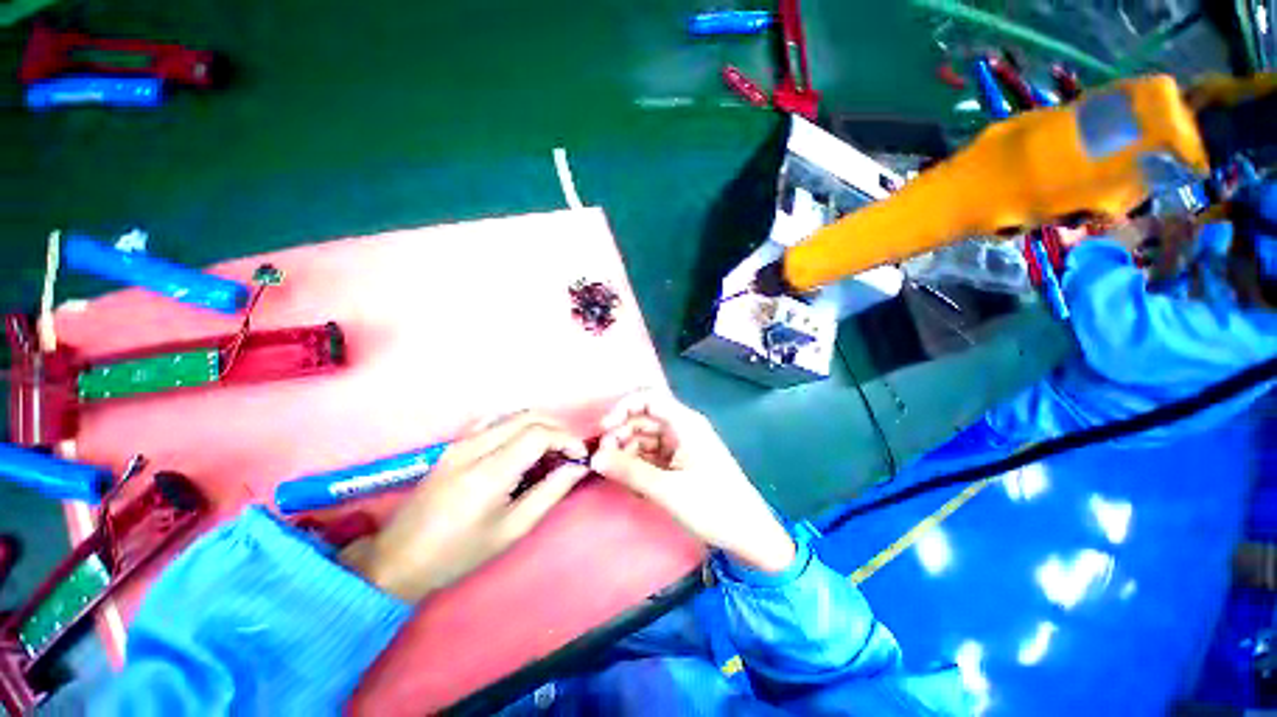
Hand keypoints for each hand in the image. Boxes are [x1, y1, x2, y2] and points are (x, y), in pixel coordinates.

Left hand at [339, 413, 588, 601]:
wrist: (399, 559)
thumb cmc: (460, 553)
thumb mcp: (512, 530)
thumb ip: (550, 493)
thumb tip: (577, 468)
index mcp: (490, 472)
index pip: (539, 434)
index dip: (567, 439)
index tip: (579, 457)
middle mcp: (475, 447)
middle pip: (529, 417)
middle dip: (557, 429)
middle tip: (569, 452)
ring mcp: (461, 442)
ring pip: (513, 415)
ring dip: (539, 425)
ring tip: (551, 448)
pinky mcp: (454, 444)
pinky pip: (493, 420)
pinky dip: (517, 424)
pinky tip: (522, 442)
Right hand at [589, 391, 795, 573]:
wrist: (749, 536)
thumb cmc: (714, 507)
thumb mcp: (667, 490)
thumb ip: (629, 471)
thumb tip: (594, 458)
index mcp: (685, 423)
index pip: (648, 398)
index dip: (622, 408)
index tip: (603, 431)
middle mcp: (682, 428)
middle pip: (643, 419)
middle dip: (620, 434)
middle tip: (601, 460)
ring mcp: (681, 446)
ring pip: (645, 438)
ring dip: (626, 451)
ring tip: (612, 473)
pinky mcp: (680, 463)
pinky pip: (652, 455)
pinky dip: (638, 464)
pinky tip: (629, 481)